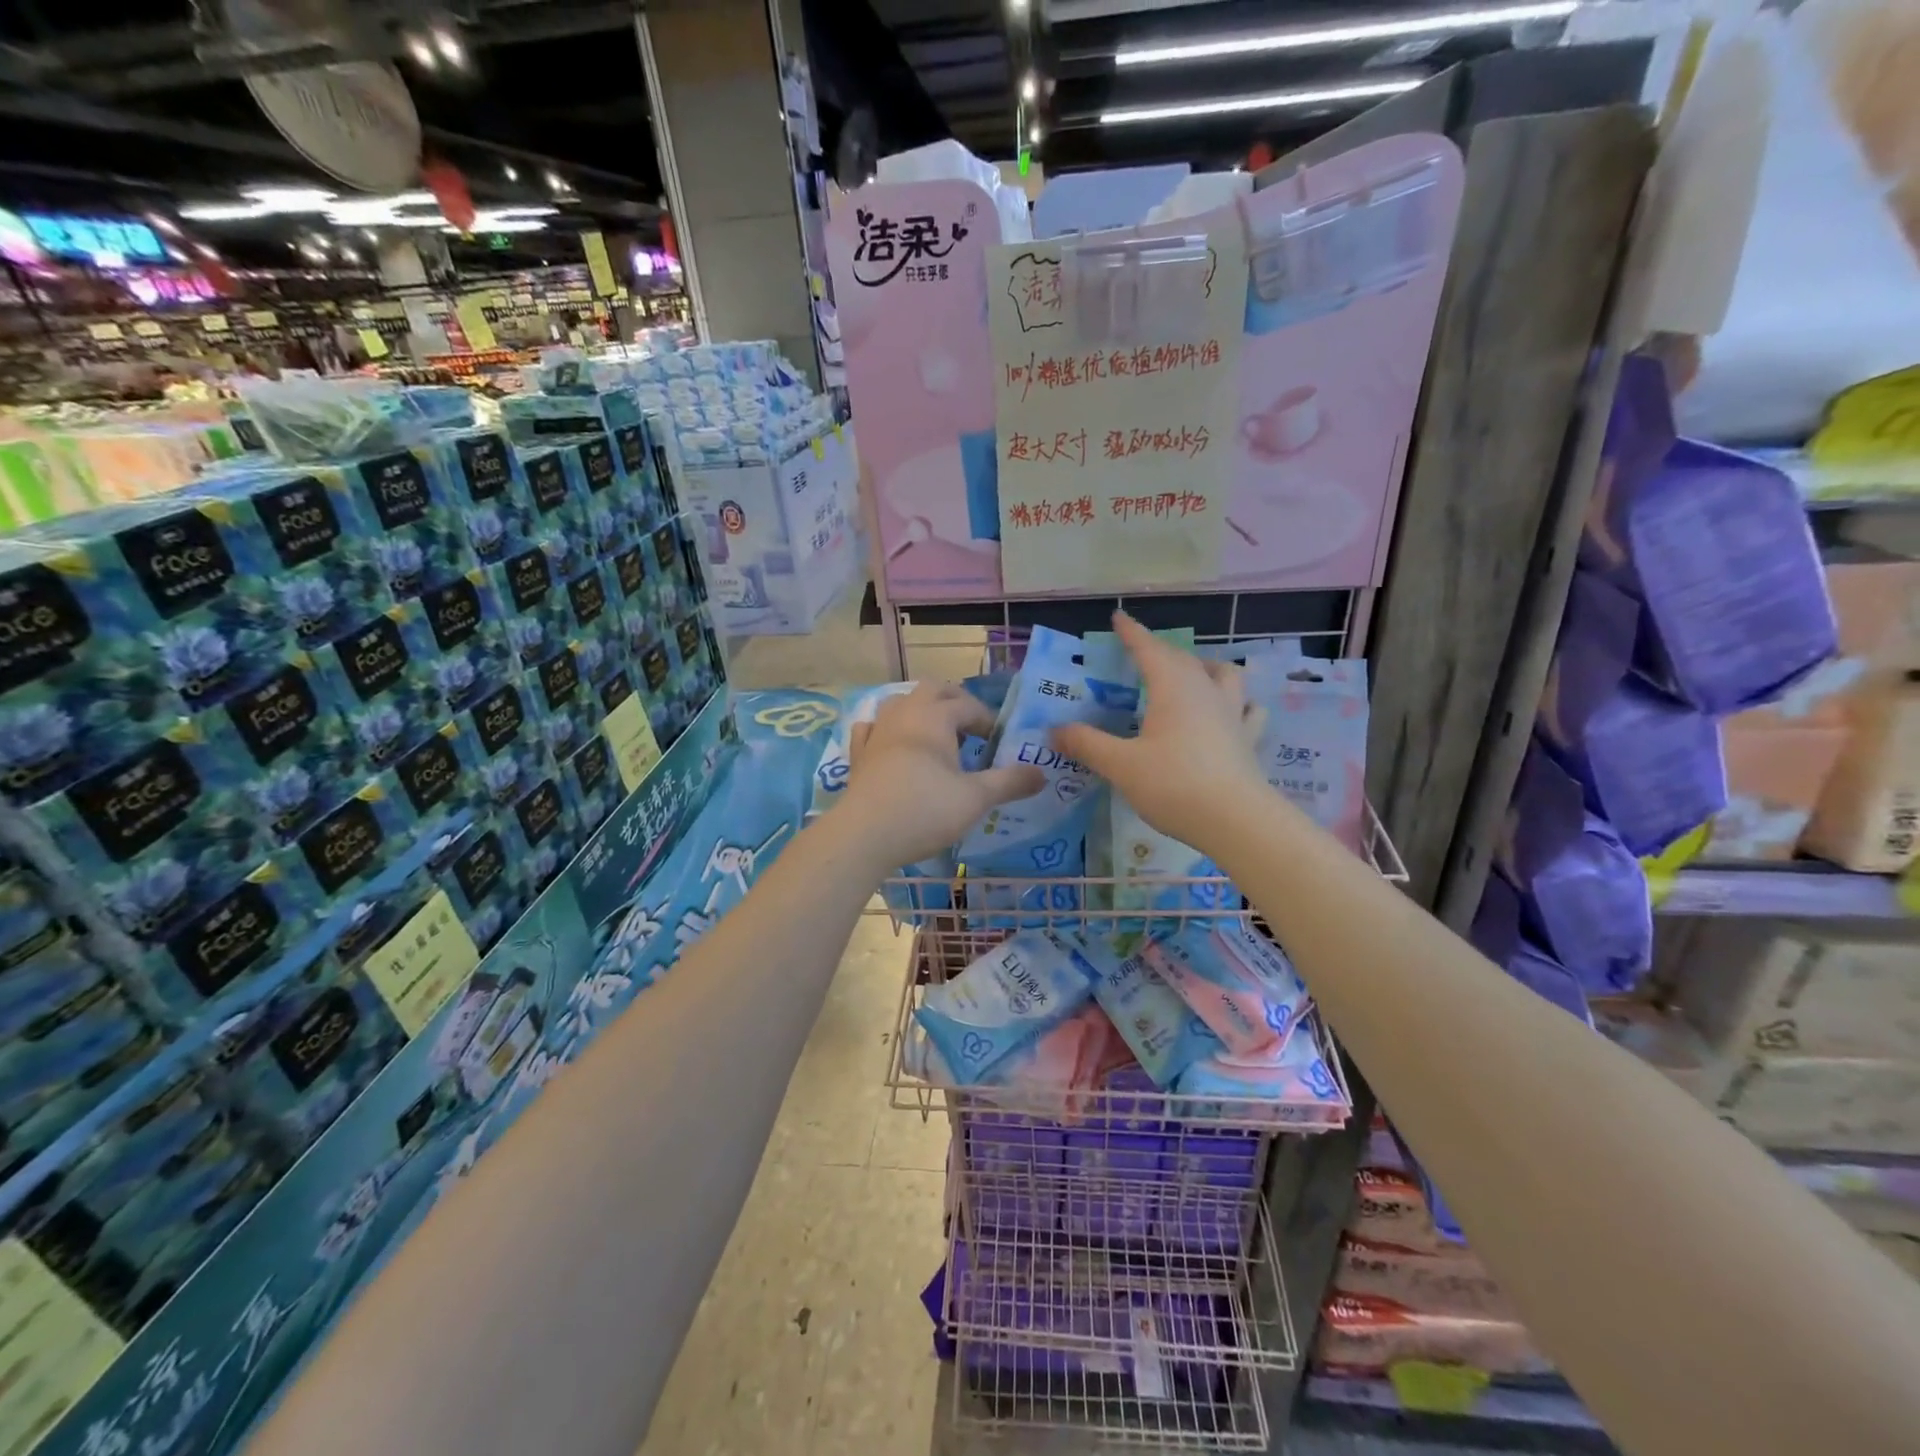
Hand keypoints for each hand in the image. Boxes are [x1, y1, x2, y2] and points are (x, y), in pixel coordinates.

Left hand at [844, 683, 1044, 867]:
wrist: (864, 835)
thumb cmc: (925, 810)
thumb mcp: (976, 799)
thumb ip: (1010, 782)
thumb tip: (1041, 773)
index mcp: (935, 717)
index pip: (968, 705)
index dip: (987, 720)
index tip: (999, 742)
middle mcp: (904, 714)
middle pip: (932, 690)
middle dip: (954, 702)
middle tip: (971, 727)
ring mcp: (877, 732)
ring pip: (900, 703)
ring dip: (920, 711)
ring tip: (935, 734)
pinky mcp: (858, 754)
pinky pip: (872, 728)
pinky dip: (887, 730)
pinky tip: (891, 743)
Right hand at [1052, 612, 1270, 852]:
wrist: (1235, 820)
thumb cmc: (1173, 784)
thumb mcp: (1120, 765)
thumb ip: (1087, 744)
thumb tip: (1053, 731)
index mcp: (1172, 687)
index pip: (1148, 649)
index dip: (1131, 633)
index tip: (1118, 617)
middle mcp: (1205, 690)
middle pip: (1182, 658)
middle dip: (1159, 651)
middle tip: (1140, 655)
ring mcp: (1232, 713)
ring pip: (1222, 675)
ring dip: (1205, 667)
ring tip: (1192, 675)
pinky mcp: (1247, 738)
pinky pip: (1246, 709)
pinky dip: (1237, 703)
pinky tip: (1231, 713)